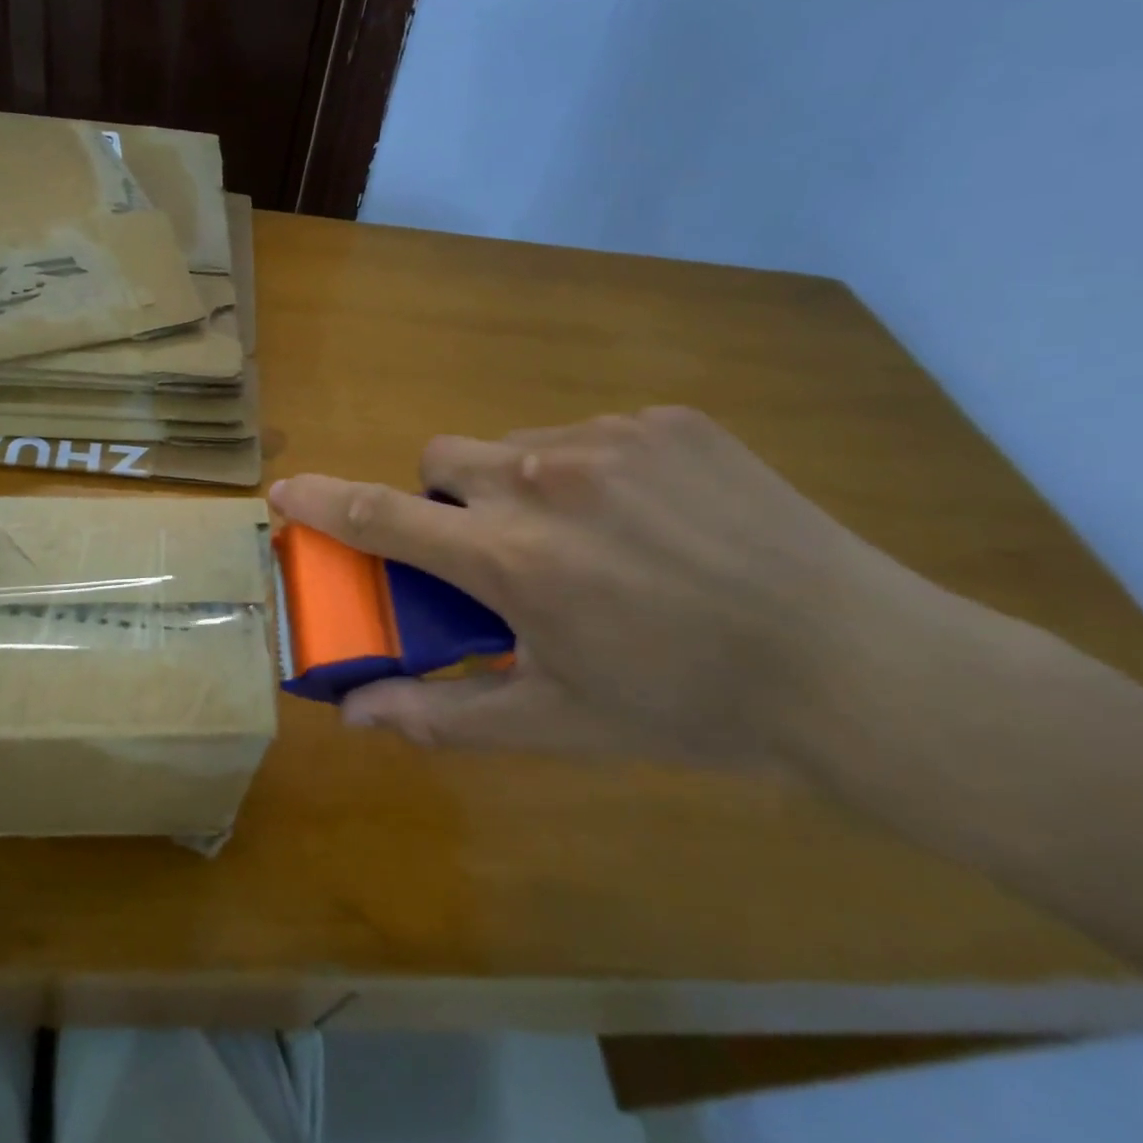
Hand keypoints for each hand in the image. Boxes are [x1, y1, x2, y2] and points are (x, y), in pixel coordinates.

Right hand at [270, 408, 947, 768]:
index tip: (286, 491)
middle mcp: (545, 477)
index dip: (325, 502)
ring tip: (586, 542)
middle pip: (442, 460)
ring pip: (513, 444)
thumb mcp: (557, 723)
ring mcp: (610, 437)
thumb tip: (354, 714)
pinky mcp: (666, 420)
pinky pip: (584, 432)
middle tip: (493, 552)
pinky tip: (647, 519)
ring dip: (517, 486)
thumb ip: (441, 714)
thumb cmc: (690, 706)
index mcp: (512, 557)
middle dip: (444, 501)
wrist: (856, 662)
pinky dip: (583, 470)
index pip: (384, 517)